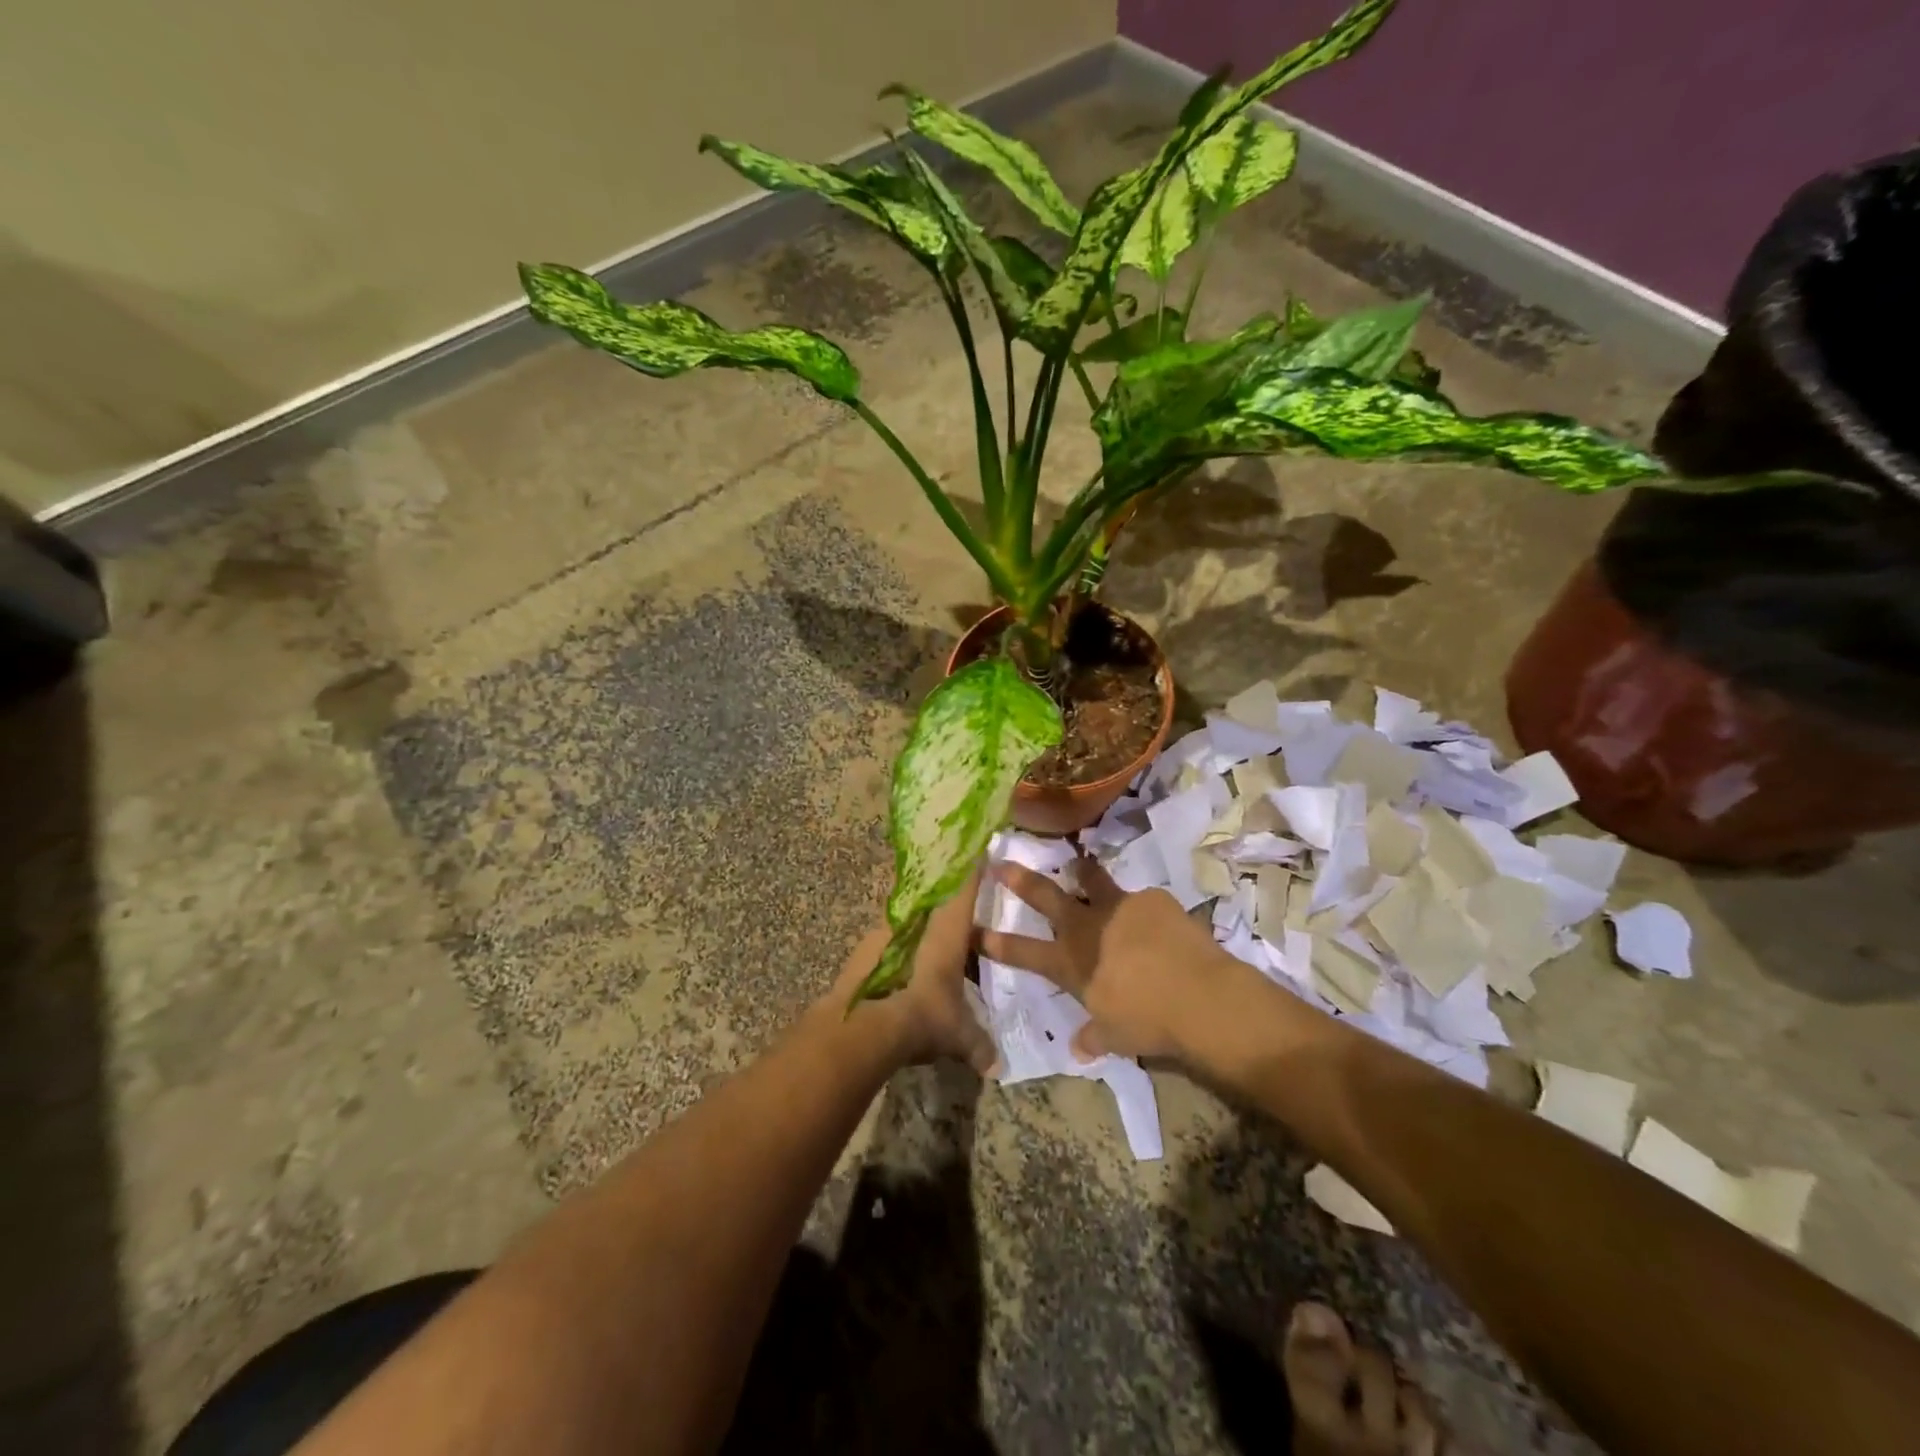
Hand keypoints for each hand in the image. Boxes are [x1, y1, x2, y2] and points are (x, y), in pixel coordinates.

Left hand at [831, 871, 997, 1075]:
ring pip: (911, 920)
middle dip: (948, 903)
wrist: (863, 1026)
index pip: (963, 888)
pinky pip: (891, 940)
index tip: (978, 849)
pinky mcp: (864, 950)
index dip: (972, 869)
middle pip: (935, 900)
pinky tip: (906, 972)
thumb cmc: (923, 1016)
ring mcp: (886, 933)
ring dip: (922, 929)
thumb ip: (978, 1046)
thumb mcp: (957, 1035)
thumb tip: (995, 1068)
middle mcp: (917, 922)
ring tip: (933, 951)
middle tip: (961, 914)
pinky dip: (901, 949)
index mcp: (947, 930)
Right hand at [978, 855, 1248, 1062]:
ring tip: (1077, 864)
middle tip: (1001, 863)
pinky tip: (1156, 922)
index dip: (997, 942)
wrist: (1200, 998)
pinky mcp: (1152, 899)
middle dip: (1021, 879)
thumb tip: (1079, 1048)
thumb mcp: (1116, 1037)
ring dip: (1080, 872)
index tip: (976, 929)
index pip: (1023, 952)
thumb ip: (1094, 1036)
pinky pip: (1140, 900)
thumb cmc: (1149, 1023)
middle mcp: (1087, 927)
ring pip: (1091, 880)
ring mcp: (1119, 907)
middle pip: (1046, 896)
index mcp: (1071, 963)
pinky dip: (1141, 909)